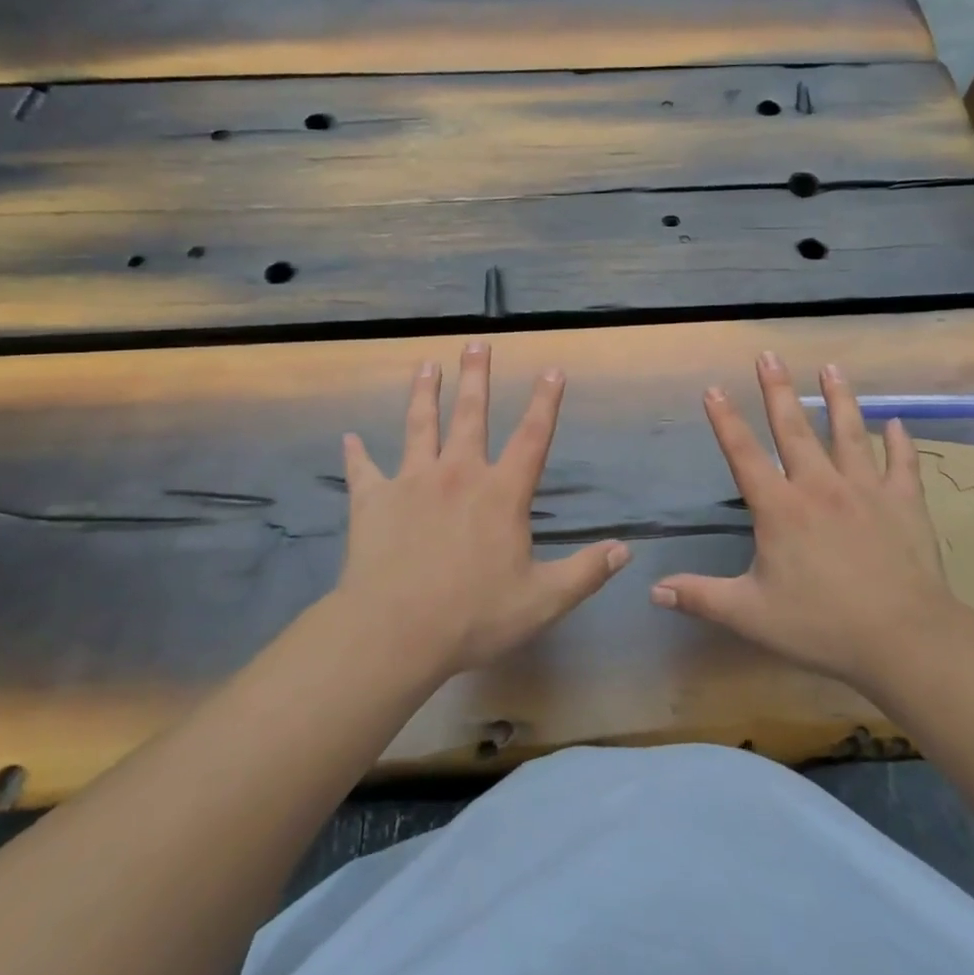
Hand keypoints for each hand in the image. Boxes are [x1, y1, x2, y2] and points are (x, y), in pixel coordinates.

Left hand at [338, 341, 629, 678]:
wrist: (394, 631)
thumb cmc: (473, 616)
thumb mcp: (542, 601)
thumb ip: (585, 573)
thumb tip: (624, 550)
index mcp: (501, 493)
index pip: (532, 437)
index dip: (545, 402)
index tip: (551, 369)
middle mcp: (458, 474)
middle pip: (470, 415)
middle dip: (476, 376)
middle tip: (476, 343)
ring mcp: (412, 481)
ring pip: (419, 426)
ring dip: (424, 394)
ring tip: (426, 365)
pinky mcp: (373, 499)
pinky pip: (363, 470)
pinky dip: (356, 454)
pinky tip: (349, 439)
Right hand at [651, 352, 958, 691]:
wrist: (904, 638)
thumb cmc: (822, 625)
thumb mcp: (750, 615)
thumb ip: (701, 597)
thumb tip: (653, 590)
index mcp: (780, 509)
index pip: (744, 455)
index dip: (726, 420)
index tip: (714, 388)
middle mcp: (820, 487)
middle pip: (794, 429)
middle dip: (778, 390)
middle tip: (769, 355)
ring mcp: (865, 490)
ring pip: (848, 433)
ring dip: (838, 398)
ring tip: (831, 367)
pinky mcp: (904, 504)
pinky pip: (902, 464)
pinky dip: (899, 442)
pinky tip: (896, 423)